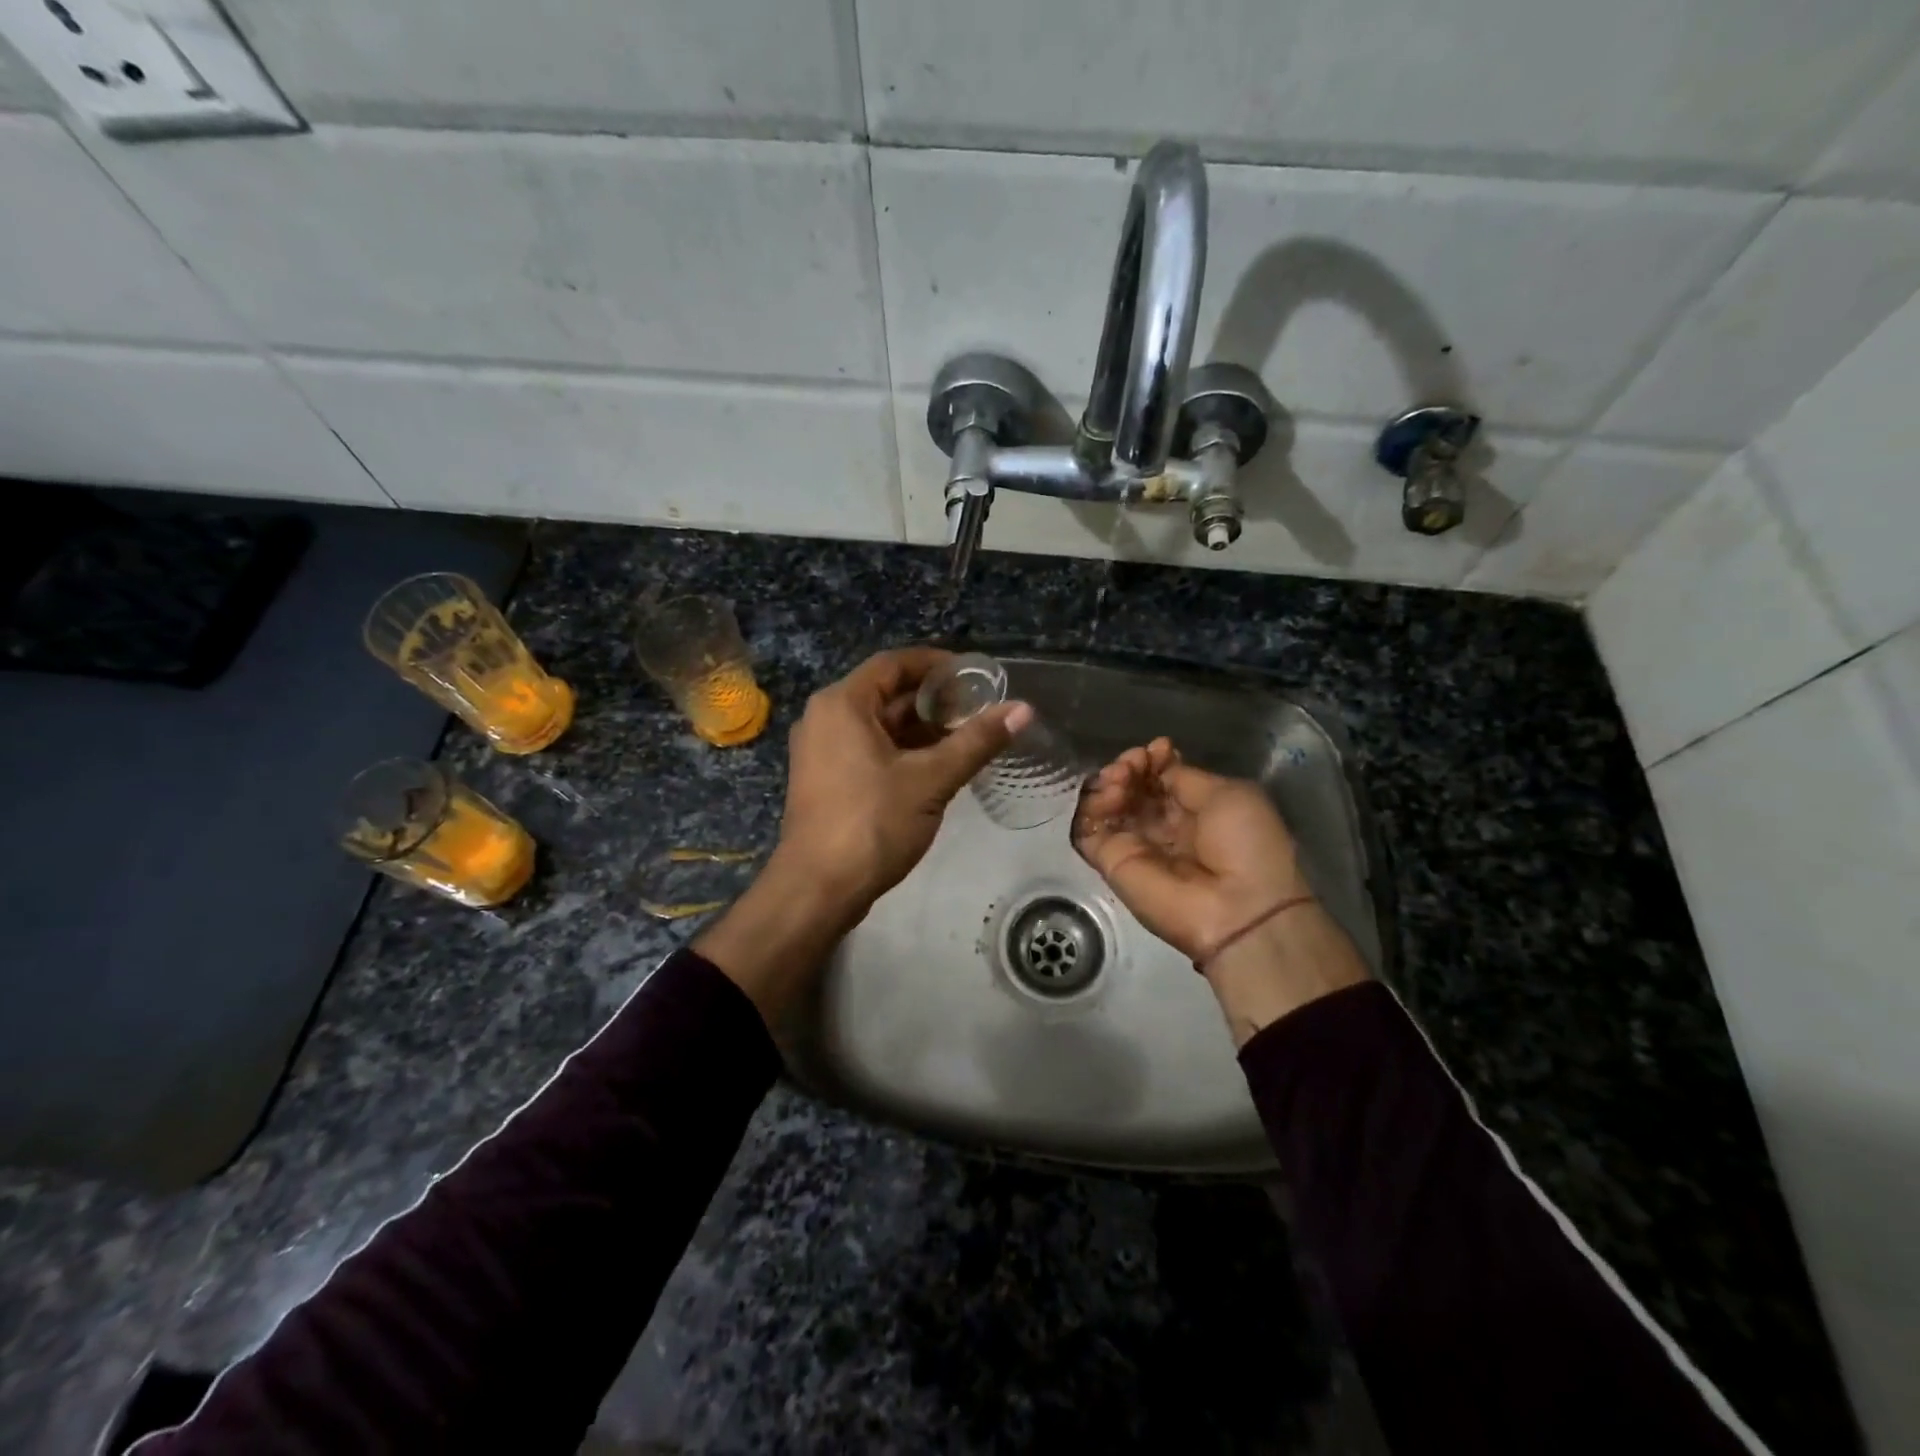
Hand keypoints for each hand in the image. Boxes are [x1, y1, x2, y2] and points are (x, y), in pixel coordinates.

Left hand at [698, 648, 1029, 1023]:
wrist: (818, 888)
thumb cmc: (872, 823)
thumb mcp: (931, 779)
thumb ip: (977, 741)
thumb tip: (1023, 709)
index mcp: (843, 704)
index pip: (894, 664)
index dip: (937, 664)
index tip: (975, 674)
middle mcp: (826, 717)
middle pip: (887, 693)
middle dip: (934, 699)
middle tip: (979, 707)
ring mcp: (822, 750)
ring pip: (879, 724)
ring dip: (921, 727)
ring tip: (968, 735)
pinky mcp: (827, 778)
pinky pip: (869, 748)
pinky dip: (903, 750)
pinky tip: (938, 763)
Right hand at [1073, 737, 1308, 961]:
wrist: (1238, 909)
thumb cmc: (1245, 845)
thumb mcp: (1228, 794)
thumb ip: (1184, 777)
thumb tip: (1156, 764)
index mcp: (1196, 812)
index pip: (1161, 779)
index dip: (1153, 761)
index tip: (1154, 749)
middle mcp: (1163, 828)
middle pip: (1132, 789)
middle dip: (1130, 767)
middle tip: (1132, 763)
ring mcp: (1135, 846)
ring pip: (1108, 805)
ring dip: (1110, 782)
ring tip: (1120, 779)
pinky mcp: (1111, 863)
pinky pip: (1088, 830)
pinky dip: (1091, 808)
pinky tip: (1109, 795)